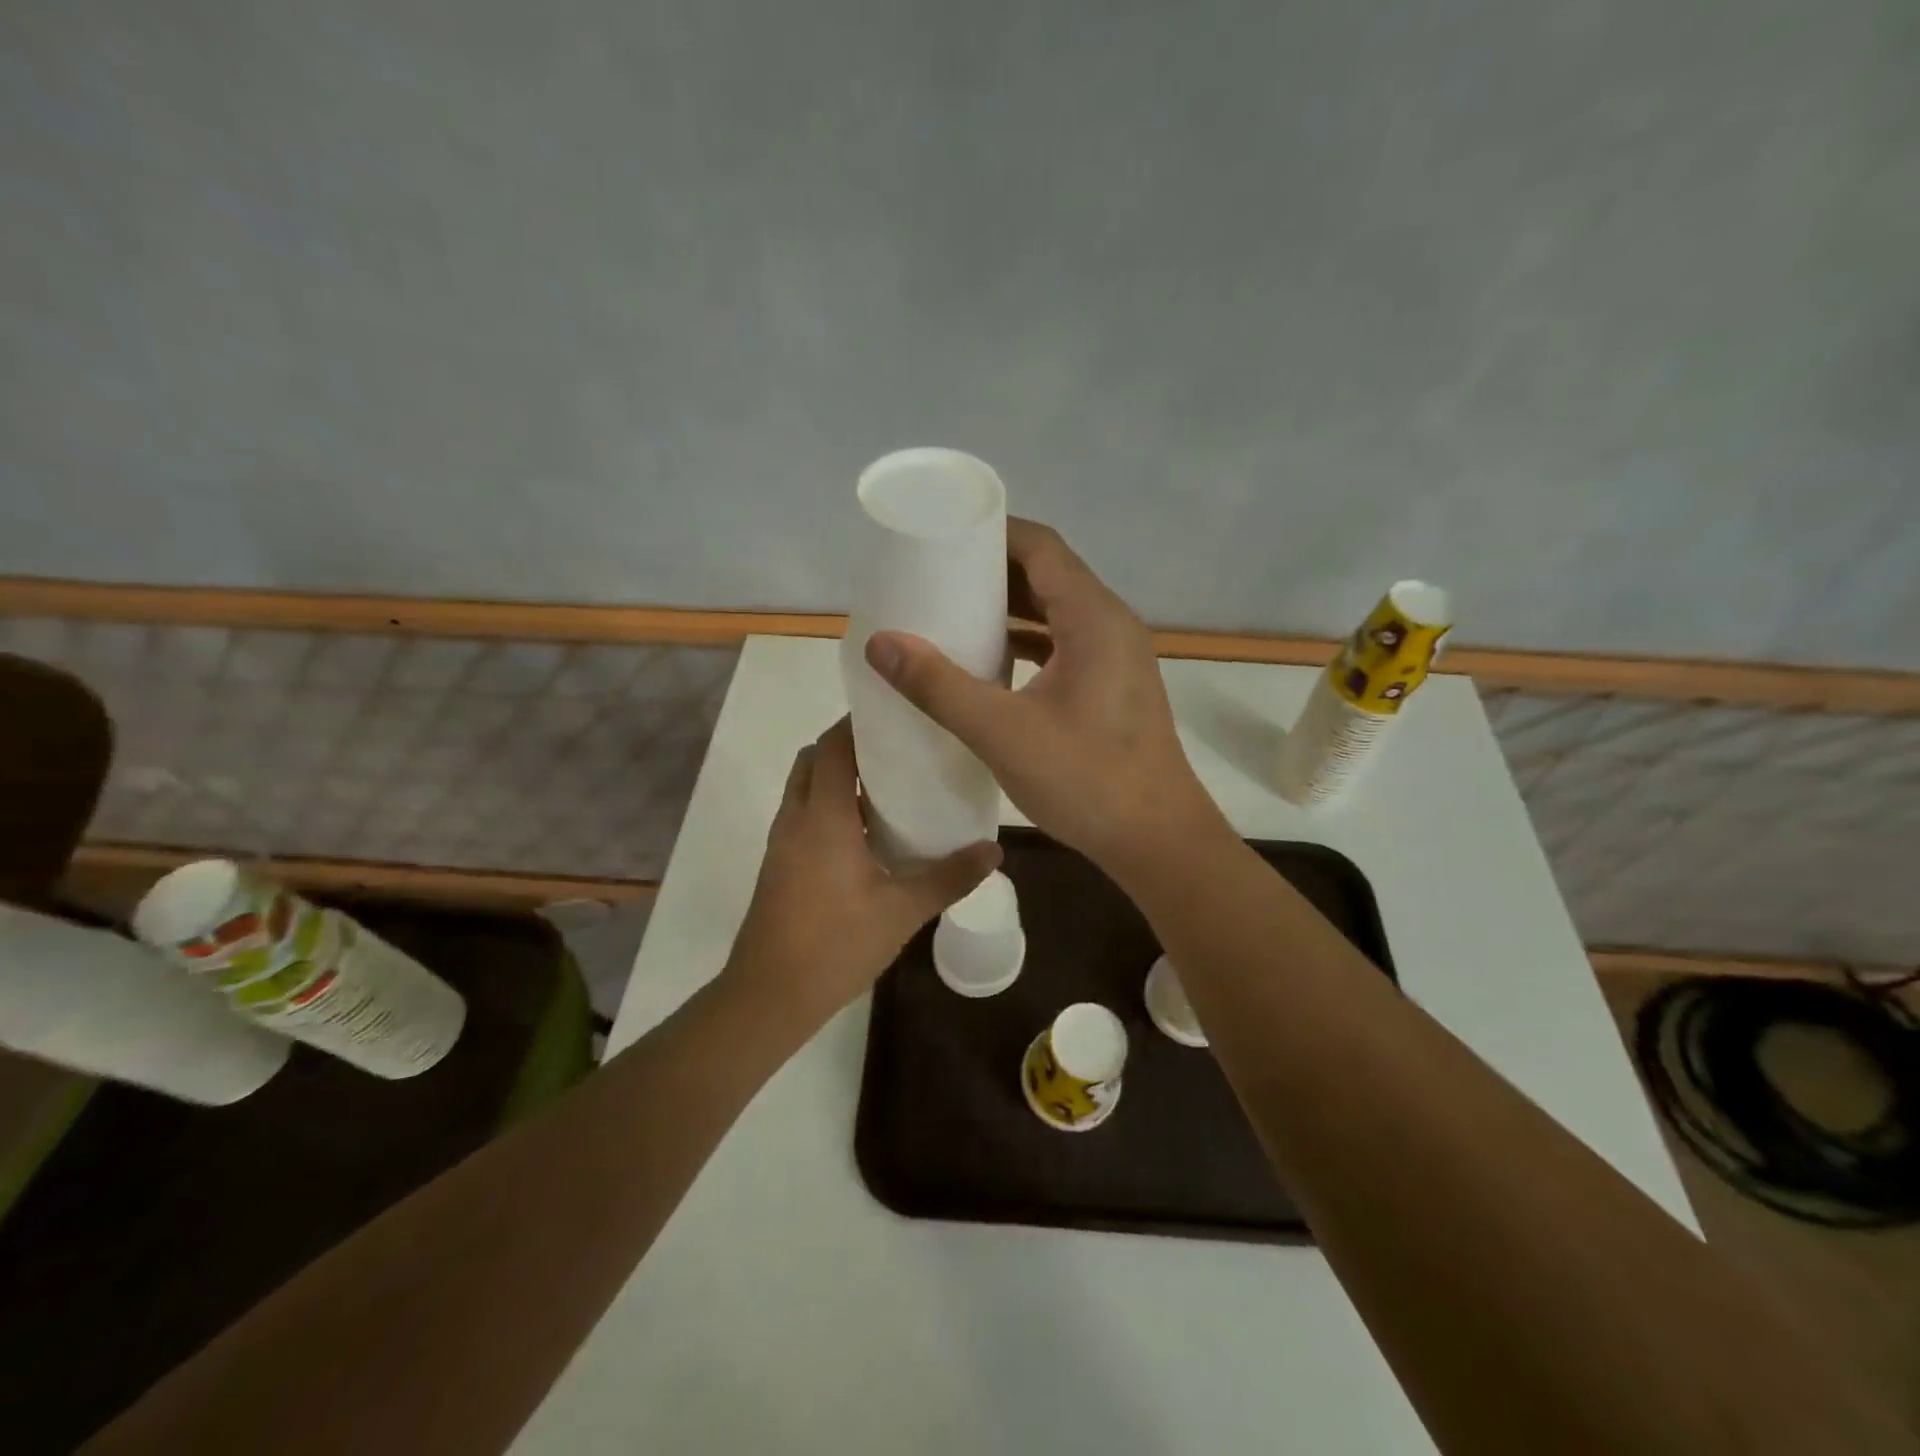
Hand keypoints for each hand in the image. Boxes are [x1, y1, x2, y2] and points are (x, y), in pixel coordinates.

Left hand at [723, 718, 1000, 1023]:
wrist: (769, 996)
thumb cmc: (835, 945)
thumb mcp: (902, 912)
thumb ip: (949, 877)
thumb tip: (994, 850)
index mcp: (824, 817)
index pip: (834, 746)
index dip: (858, 723)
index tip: (896, 715)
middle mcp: (796, 818)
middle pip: (814, 759)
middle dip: (847, 745)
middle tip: (895, 750)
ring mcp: (782, 842)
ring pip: (804, 787)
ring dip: (836, 776)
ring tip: (886, 786)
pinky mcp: (778, 865)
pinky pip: (802, 814)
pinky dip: (827, 804)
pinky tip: (865, 832)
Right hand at [863, 519, 1225, 872]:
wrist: (1157, 841)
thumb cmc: (1086, 780)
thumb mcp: (1002, 732)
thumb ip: (938, 685)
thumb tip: (880, 642)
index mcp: (1094, 618)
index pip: (1041, 547)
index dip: (992, 533)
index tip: (942, 536)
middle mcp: (1111, 625)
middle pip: (1049, 575)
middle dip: (993, 570)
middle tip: (935, 575)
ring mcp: (1117, 658)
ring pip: (1057, 612)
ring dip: (1011, 609)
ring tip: (954, 612)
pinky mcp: (1113, 688)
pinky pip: (1065, 645)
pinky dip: (1028, 642)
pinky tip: (992, 662)